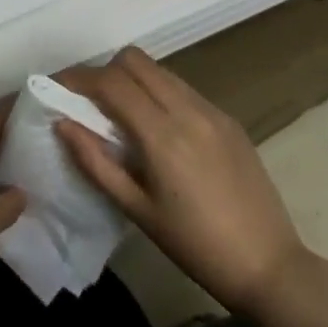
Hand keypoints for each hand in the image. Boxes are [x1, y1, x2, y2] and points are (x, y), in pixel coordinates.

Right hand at [56, 47, 305, 312]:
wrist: (270, 265)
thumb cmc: (195, 246)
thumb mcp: (137, 210)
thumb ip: (95, 163)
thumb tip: (63, 124)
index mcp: (163, 134)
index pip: (111, 82)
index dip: (78, 78)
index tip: (57, 87)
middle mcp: (188, 110)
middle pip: (134, 61)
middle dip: (104, 71)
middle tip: (87, 100)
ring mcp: (212, 110)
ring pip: (159, 70)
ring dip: (132, 79)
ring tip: (119, 113)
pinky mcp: (228, 119)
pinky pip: (182, 88)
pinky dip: (158, 93)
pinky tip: (157, 127)